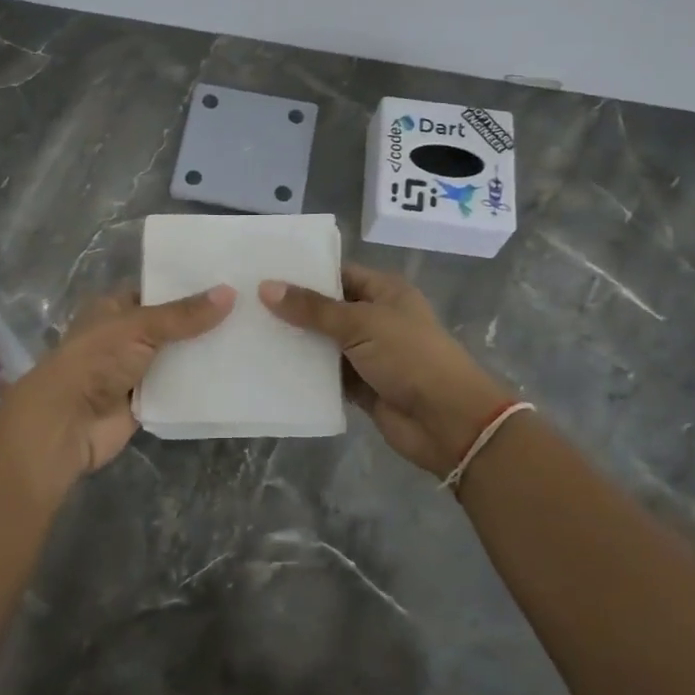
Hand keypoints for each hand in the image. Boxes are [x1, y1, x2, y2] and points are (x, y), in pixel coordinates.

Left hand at [0, 285, 234, 489]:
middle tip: (252, 308)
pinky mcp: (147, 401)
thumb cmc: (96, 361)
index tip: (231, 278)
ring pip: (178, 356)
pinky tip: (237, 374)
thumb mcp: (140, 327)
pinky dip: (201, 384)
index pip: (159, 289)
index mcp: (116, 307)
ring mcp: (136, 369)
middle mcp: (126, 335)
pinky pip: (179, 388)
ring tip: (254, 337)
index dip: (190, 285)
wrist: (66, 424)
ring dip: (205, 353)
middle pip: (172, 324)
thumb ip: (184, 314)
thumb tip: (230, 292)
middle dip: (204, 320)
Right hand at [260, 265, 514, 478]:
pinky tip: (270, 368)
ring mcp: (369, 354)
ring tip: (249, 333)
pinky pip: (327, 375)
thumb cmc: (410, 357)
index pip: (338, 274)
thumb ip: (313, 308)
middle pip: (328, 309)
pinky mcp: (362, 387)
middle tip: (246, 303)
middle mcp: (376, 318)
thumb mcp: (361, 323)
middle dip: (293, 309)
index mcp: (385, 292)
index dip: (304, 273)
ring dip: (296, 342)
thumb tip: (266, 287)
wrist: (448, 421)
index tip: (264, 272)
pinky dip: (306, 374)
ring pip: (325, 343)